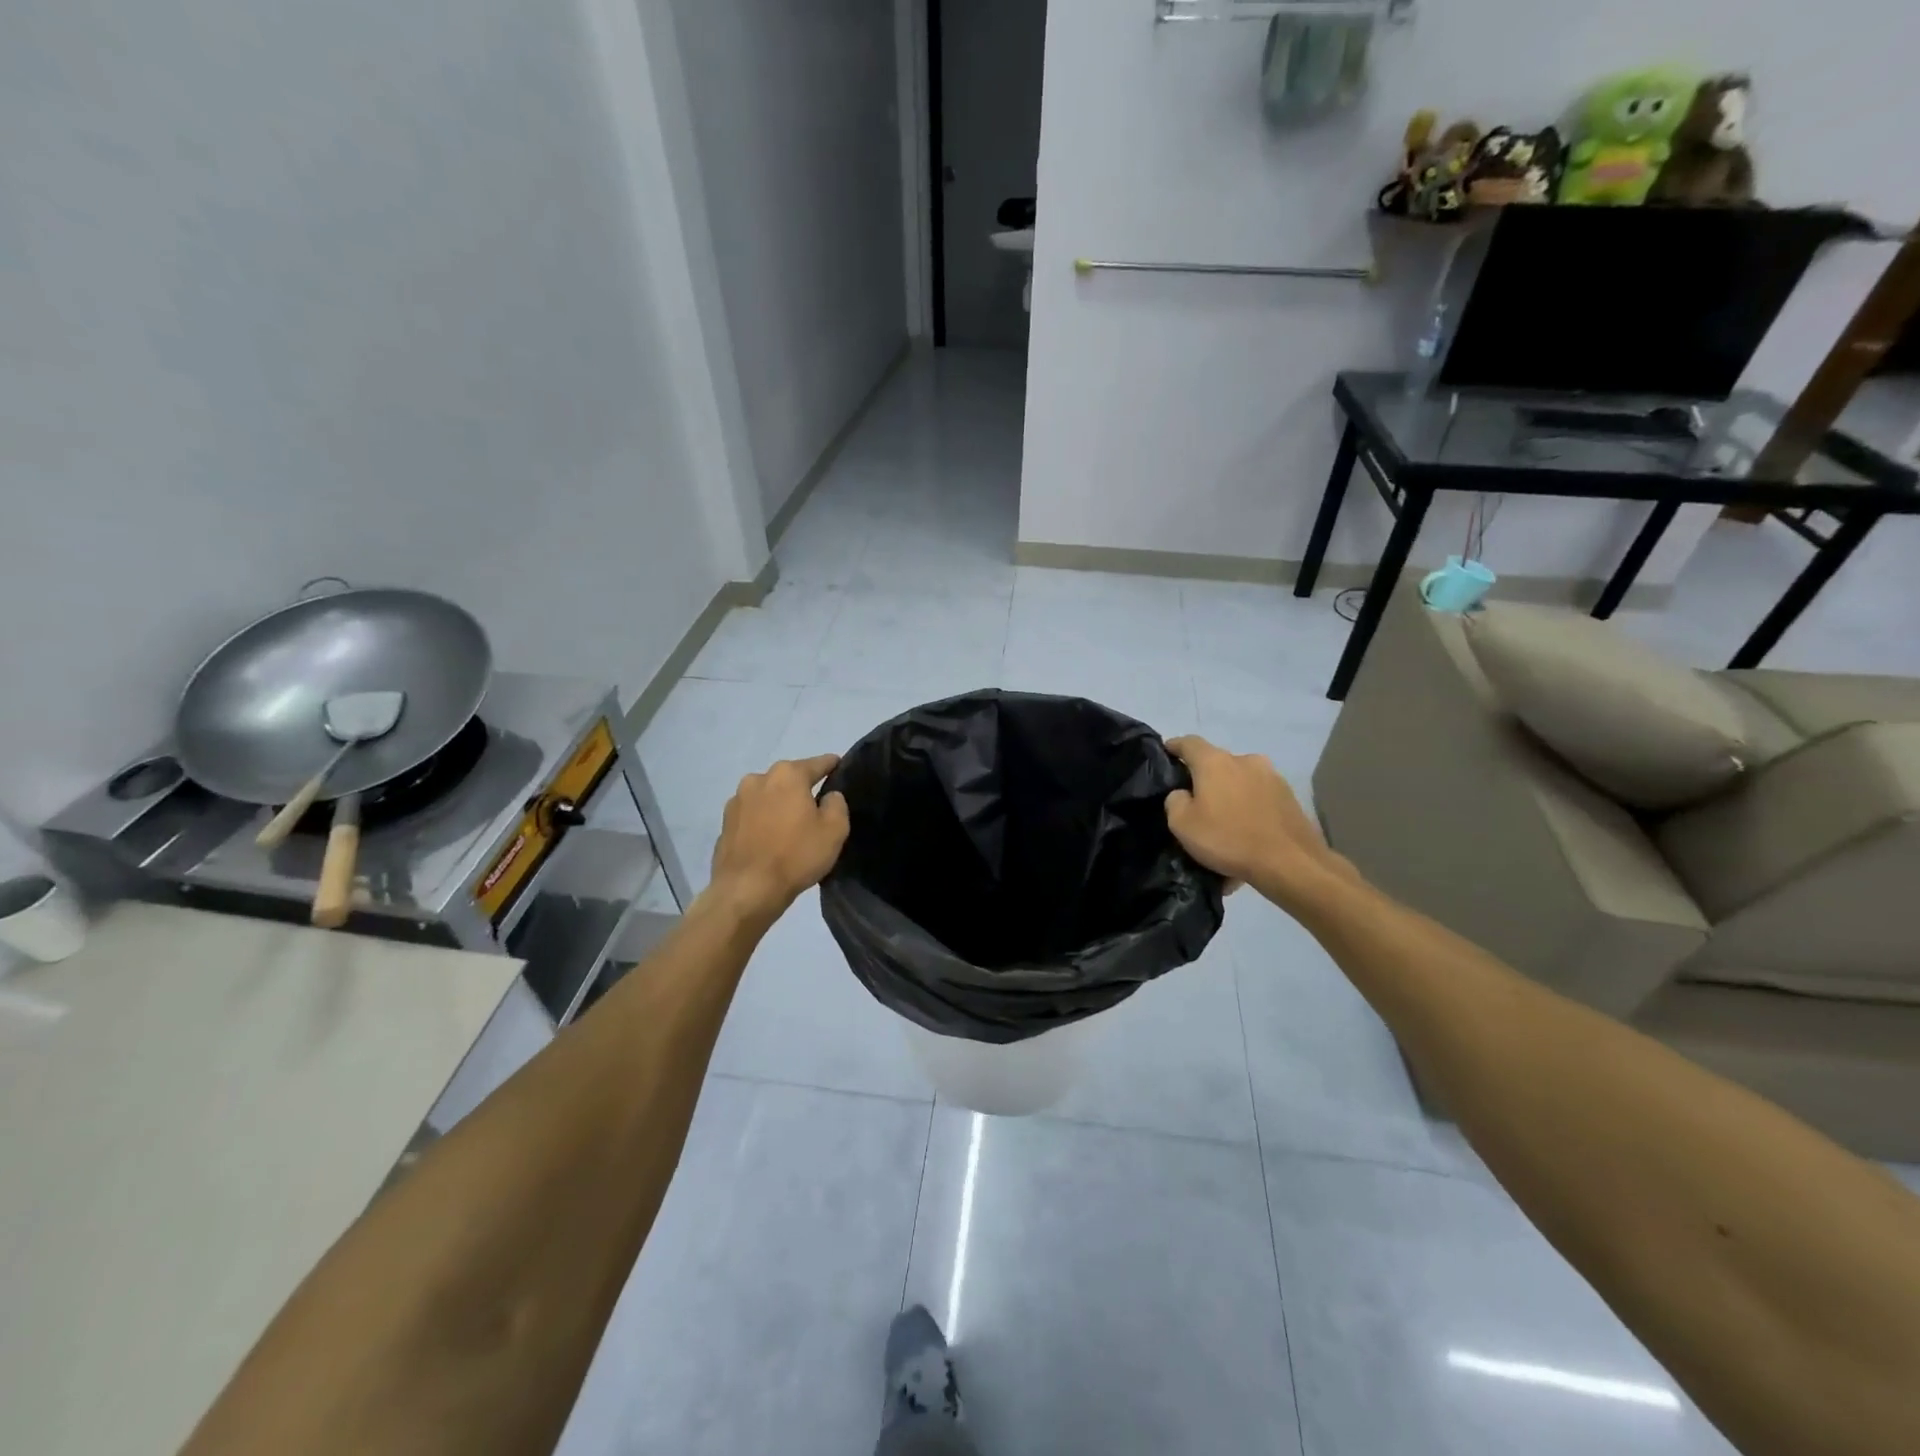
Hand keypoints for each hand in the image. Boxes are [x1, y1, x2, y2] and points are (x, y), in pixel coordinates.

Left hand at [706, 755, 850, 921]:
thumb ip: (837, 804)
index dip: (831, 765)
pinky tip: (770, 840)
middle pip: (788, 778)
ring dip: (779, 805)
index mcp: (787, 775)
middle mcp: (758, 779)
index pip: (816, 764)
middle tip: (816, 807)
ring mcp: (737, 801)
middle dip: (802, 788)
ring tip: (790, 826)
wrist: (747, 890)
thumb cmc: (795, 856)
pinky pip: (752, 816)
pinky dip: (763, 821)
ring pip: (768, 796)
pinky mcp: (725, 823)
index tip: (839, 765)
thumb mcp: (834, 831)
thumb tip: (828, 797)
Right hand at [1164, 736, 1353, 909]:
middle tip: (1195, 799)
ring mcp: (1272, 777)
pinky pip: (1259, 797)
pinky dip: (1249, 808)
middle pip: (1217, 762)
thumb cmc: (1228, 839)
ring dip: (1230, 793)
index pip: (1189, 743)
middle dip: (1205, 777)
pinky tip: (1245, 831)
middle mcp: (1245, 760)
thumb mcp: (1182, 825)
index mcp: (1215, 762)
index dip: (1175, 746)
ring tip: (1224, 820)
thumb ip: (1175, 801)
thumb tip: (1182, 794)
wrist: (1290, 863)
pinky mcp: (1289, 796)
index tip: (1166, 752)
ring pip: (1241, 780)